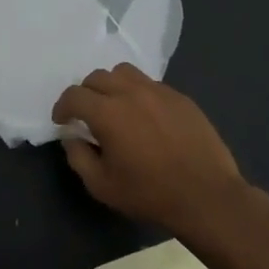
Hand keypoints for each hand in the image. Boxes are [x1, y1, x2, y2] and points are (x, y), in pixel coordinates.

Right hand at [51, 65, 257, 237]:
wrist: (206, 196)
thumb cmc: (149, 194)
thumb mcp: (102, 186)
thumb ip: (78, 157)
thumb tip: (72, 138)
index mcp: (108, 112)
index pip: (74, 95)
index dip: (62, 107)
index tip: (63, 121)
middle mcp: (131, 92)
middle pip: (97, 77)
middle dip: (85, 93)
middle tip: (87, 115)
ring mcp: (159, 91)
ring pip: (124, 73)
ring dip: (112, 85)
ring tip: (115, 107)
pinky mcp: (180, 98)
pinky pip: (150, 84)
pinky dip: (138, 93)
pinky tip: (145, 117)